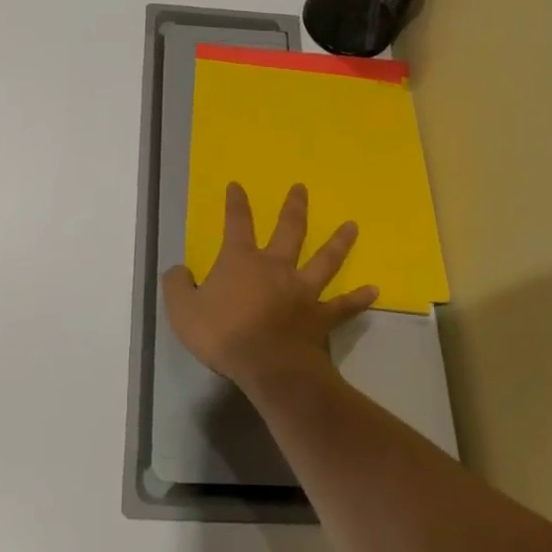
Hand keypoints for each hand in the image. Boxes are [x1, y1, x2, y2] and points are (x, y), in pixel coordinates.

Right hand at [161, 182, 377, 390]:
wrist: (267, 365)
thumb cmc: (223, 334)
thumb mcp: (182, 311)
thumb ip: (177, 286)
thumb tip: (177, 270)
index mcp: (242, 260)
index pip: (237, 223)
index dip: (236, 204)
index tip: (237, 186)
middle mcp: (276, 267)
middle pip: (288, 230)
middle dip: (294, 207)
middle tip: (301, 188)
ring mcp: (302, 290)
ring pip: (323, 260)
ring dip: (338, 242)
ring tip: (352, 226)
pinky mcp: (320, 316)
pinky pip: (342, 305)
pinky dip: (358, 298)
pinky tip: (374, 290)